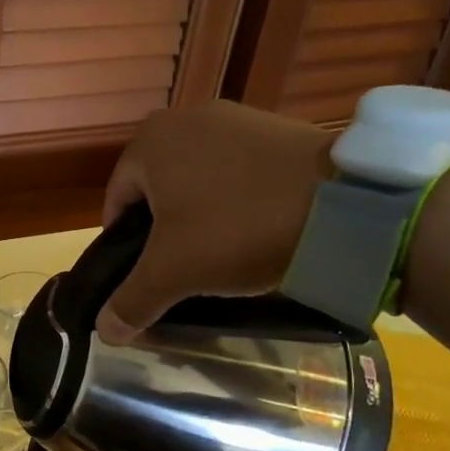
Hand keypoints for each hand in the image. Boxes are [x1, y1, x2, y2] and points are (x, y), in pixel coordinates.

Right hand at [97, 101, 334, 342]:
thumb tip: (105, 332)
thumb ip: (131, 300)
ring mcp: (234, 118)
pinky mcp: (275, 128)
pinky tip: (257, 227)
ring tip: (224, 252)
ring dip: (201, 216)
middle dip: (165, 231)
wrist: (344, 205)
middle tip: (185, 268)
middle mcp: (185, 118)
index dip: (124, 247)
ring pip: (198, 181)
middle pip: (157, 191)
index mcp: (149, 141)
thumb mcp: (174, 273)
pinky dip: (237, 200)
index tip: (148, 278)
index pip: (116, 204)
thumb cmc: (237, 229)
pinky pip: (237, 171)